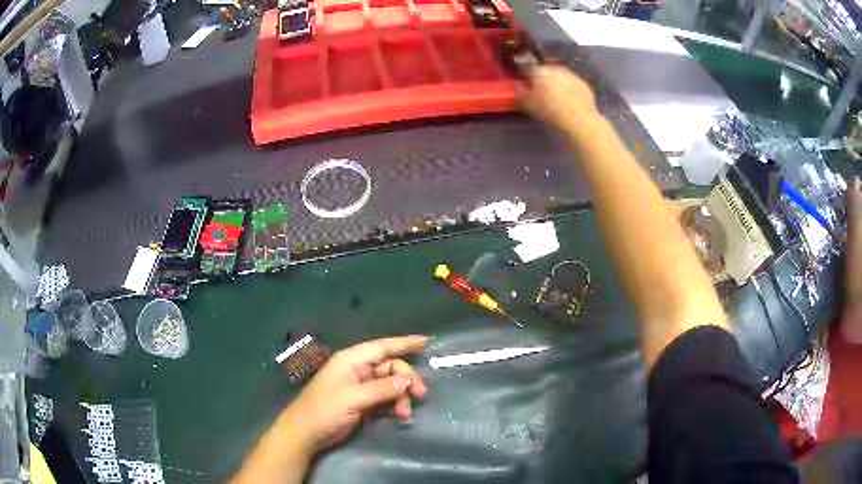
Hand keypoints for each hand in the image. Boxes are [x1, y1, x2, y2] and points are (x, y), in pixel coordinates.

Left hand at [279, 335, 428, 452]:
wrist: (306, 433)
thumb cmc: (325, 410)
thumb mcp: (354, 398)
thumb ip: (382, 388)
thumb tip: (407, 379)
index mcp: (352, 361)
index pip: (383, 347)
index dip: (404, 343)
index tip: (426, 341)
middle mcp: (358, 370)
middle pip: (391, 368)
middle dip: (407, 380)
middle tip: (420, 395)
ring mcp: (360, 387)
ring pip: (390, 385)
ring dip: (401, 397)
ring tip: (404, 414)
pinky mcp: (362, 402)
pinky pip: (385, 398)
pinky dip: (394, 405)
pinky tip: (399, 416)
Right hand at [516, 65, 597, 134]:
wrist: (579, 119)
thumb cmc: (550, 111)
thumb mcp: (528, 104)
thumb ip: (519, 90)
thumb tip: (514, 81)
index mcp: (539, 71)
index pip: (526, 67)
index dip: (524, 74)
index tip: (524, 82)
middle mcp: (555, 69)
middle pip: (544, 69)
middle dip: (541, 77)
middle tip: (541, 90)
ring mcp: (571, 75)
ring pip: (559, 75)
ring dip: (556, 81)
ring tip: (555, 95)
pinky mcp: (583, 83)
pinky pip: (572, 83)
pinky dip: (569, 88)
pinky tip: (569, 99)